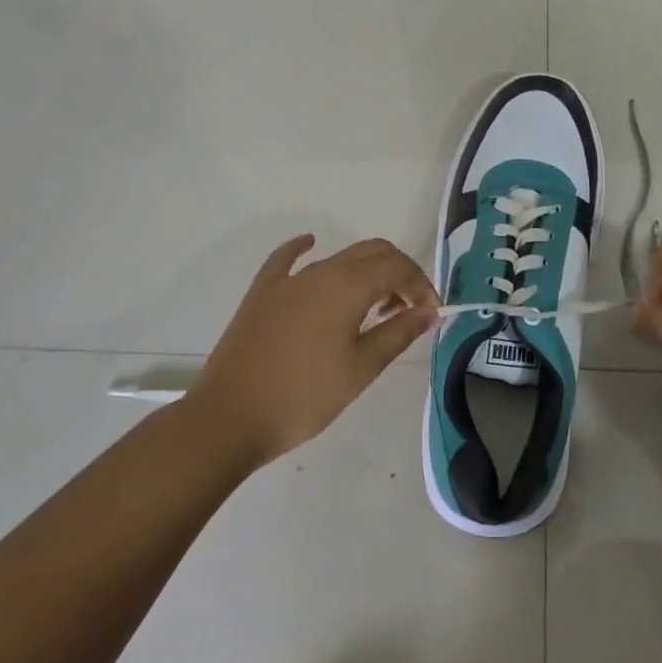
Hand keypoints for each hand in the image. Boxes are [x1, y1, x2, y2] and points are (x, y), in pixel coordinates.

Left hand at [190, 235, 438, 465]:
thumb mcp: (360, 369)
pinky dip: (304, 249)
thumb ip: (398, 334)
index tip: (431, 312)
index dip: (421, 284)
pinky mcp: (262, 292)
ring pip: (338, 258)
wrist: (230, 418)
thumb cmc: (304, 397)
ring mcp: (288, 280)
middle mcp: (320, 271)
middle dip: (399, 272)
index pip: (398, 267)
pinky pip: (286, 259)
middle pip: (372, 253)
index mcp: (347, 286)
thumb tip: (429, 311)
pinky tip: (310, 244)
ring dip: (366, 273)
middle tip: (409, 308)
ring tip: (376, 309)